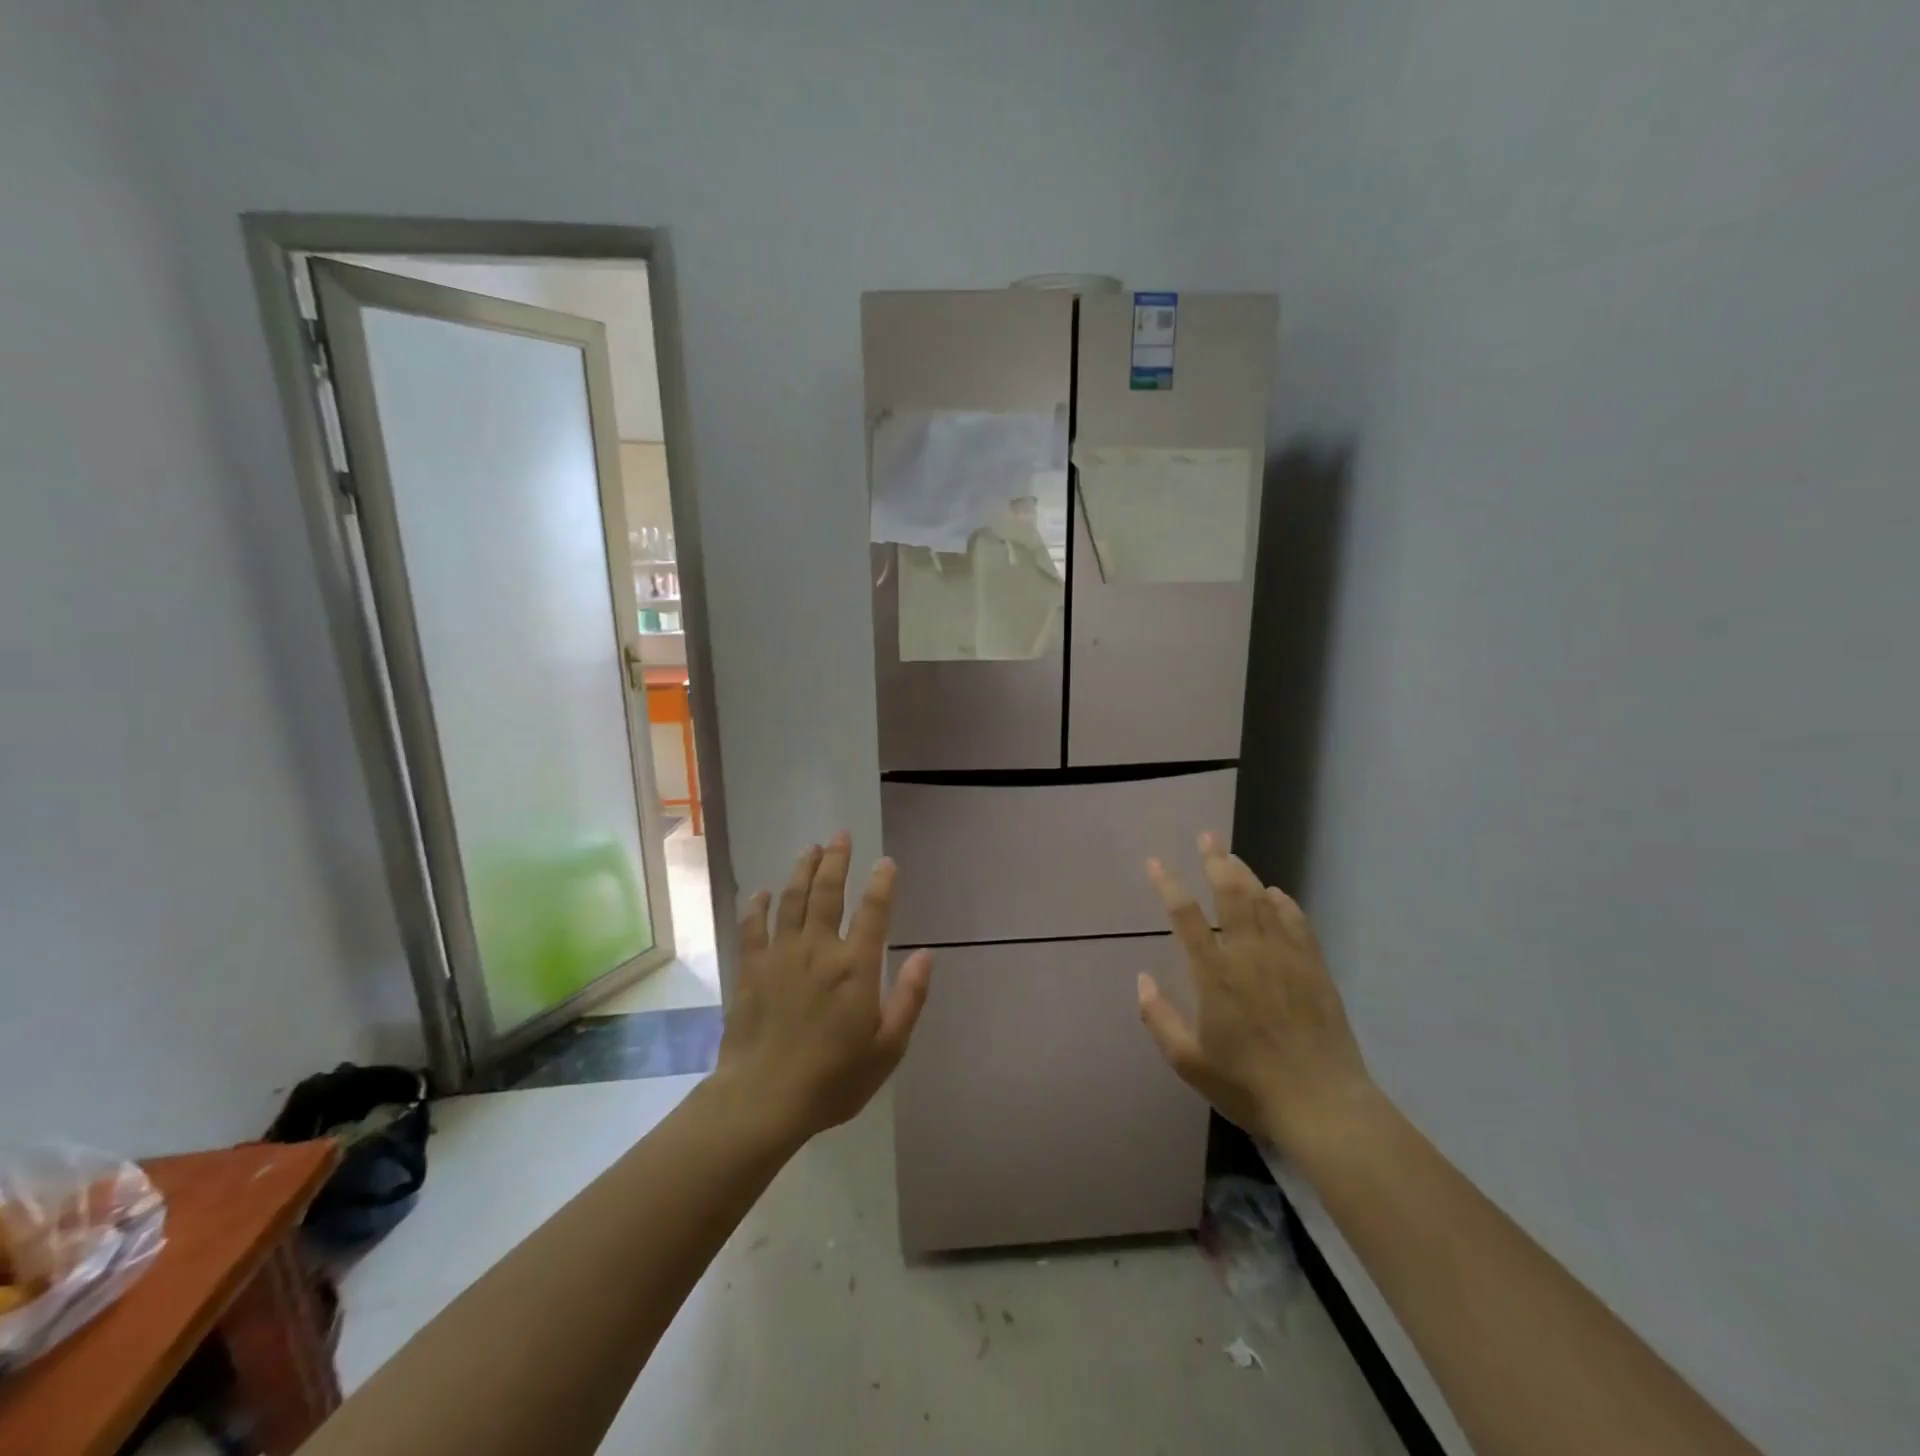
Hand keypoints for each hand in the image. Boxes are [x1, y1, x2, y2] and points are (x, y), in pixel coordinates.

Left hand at [716, 833, 932, 1144]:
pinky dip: (757, 907)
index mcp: (855, 967)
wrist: (763, 1099)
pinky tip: (761, 893)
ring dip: (802, 871)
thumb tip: (927, 954)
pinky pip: (754, 927)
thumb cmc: (833, 1079)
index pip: (873, 911)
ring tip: (810, 849)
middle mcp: (818, 949)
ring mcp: (781, 956)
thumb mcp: (888, 1048)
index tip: (886, 862)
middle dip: (836, 861)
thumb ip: (909, 998)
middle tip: (840, 836)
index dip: (882, 883)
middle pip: (828, 893)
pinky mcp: (751, 969)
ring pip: (792, 900)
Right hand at [1137, 833, 1377, 1154]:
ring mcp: (1286, 958)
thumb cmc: (1249, 1085)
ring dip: (1246, 874)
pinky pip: (1298, 923)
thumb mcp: (1189, 1062)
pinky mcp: (1314, 968)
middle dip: (1216, 861)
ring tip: (1232, 857)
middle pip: (1231, 894)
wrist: (1323, 1105)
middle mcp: (1249, 954)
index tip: (1155, 863)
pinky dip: (1284, 903)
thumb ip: (1159, 1018)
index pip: (1186, 916)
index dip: (1168, 885)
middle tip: (1207, 838)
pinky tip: (1276, 895)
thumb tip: (1142, 979)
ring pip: (1264, 902)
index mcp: (1215, 974)